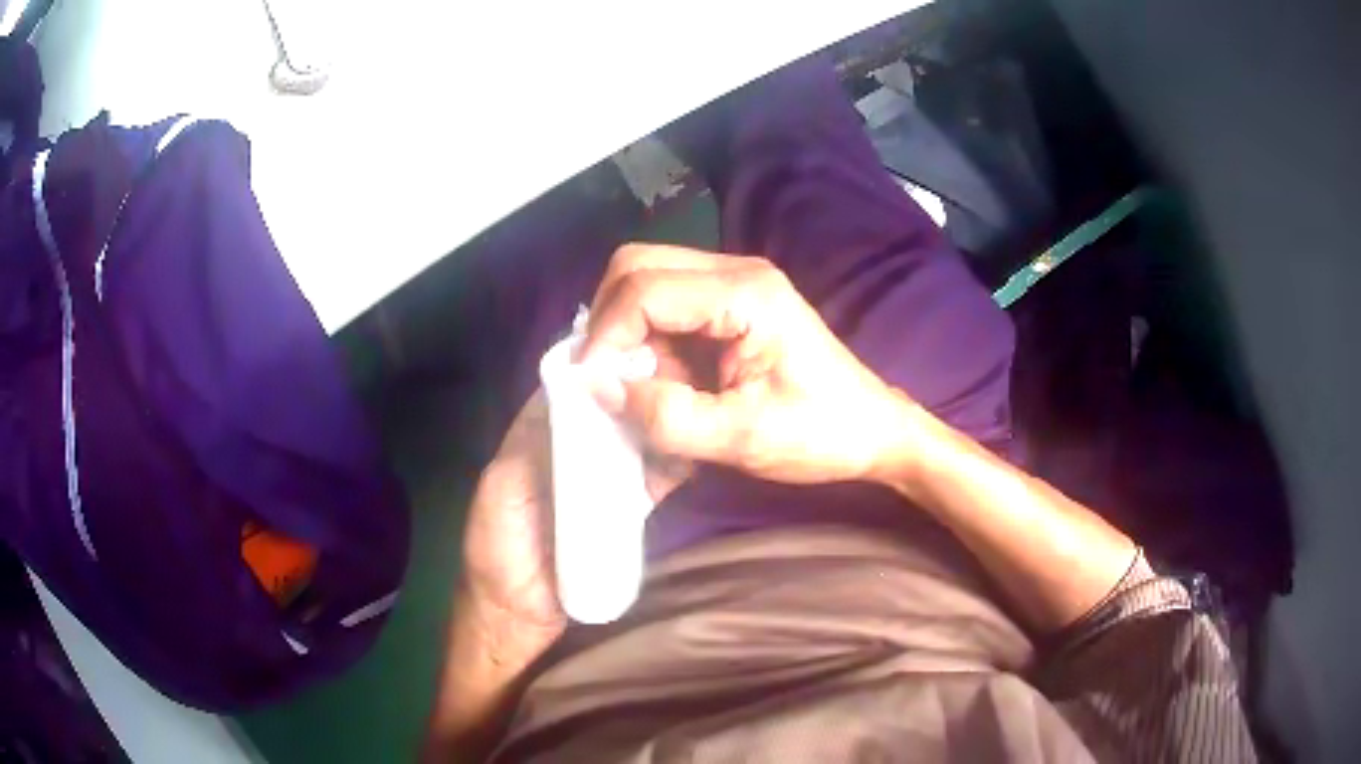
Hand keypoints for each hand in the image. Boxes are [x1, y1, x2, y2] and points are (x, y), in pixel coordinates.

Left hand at [460, 388, 690, 630]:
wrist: (520, 612)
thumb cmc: (498, 546)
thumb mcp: (503, 487)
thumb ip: (532, 442)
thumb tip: (576, 391)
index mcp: (536, 437)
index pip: (571, 389)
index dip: (599, 366)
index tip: (636, 342)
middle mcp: (573, 450)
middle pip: (609, 411)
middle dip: (637, 390)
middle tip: (678, 369)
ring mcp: (601, 479)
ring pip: (634, 441)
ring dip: (657, 423)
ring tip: (691, 399)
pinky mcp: (625, 510)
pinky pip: (651, 480)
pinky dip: (671, 465)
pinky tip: (692, 448)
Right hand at [583, 244, 905, 483]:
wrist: (873, 432)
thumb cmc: (821, 434)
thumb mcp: (742, 437)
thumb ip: (666, 415)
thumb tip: (598, 387)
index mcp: (746, 294)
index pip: (644, 288)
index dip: (607, 336)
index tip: (592, 387)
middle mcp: (735, 273)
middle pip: (636, 268)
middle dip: (610, 325)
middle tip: (607, 381)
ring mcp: (732, 287)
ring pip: (645, 289)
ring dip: (629, 341)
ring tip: (639, 395)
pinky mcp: (728, 310)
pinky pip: (666, 314)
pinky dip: (649, 350)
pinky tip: (661, 391)